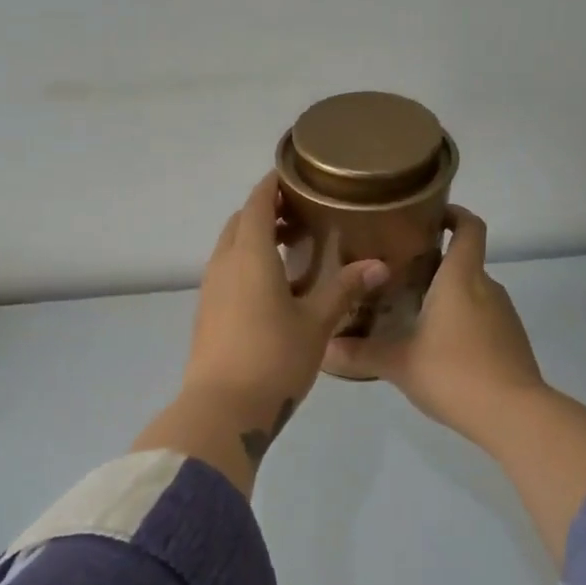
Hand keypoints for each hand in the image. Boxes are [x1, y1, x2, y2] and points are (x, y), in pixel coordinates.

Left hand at [184, 172, 389, 436]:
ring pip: (230, 247)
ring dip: (255, 238)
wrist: (221, 409)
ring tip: (292, 248)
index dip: (274, 183)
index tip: (298, 175)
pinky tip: (272, 286)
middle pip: (241, 222)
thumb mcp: (316, 324)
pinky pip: (226, 272)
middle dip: (266, 210)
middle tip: (303, 215)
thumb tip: (379, 265)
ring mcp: (210, 289)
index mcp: (249, 255)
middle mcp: (223, 264)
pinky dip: (246, 263)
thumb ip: (344, 290)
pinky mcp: (206, 313)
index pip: (257, 202)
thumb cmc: (273, 359)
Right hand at [324, 207, 545, 448]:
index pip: (469, 228)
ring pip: (472, 293)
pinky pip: (482, 319)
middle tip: (397, 274)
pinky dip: (461, 322)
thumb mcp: (398, 364)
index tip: (430, 215)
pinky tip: (437, 347)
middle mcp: (487, 288)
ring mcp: (504, 315)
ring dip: (447, 296)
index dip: (455, 214)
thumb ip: (359, 353)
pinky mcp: (511, 342)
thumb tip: (323, 349)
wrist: (514, 415)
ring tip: (411, 312)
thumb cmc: (453, 373)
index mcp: (461, 279)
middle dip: (435, 263)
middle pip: (465, 262)